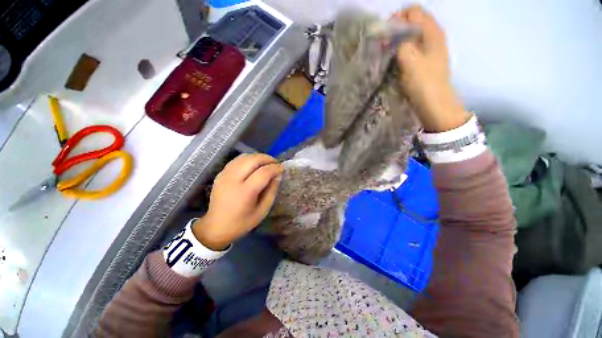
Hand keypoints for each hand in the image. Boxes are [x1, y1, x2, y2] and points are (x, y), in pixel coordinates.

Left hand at [192, 153, 283, 249]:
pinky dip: (248, 159)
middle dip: (267, 158)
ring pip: (244, 157)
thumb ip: (271, 191)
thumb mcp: (262, 211)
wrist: (215, 227)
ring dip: (258, 157)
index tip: (282, 168)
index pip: (263, 172)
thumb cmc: (242, 222)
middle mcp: (233, 180)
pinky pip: (236, 160)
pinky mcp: (220, 174)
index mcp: (245, 192)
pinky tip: (253, 165)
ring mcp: (224, 175)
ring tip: (266, 163)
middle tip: (275, 163)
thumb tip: (277, 175)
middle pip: (253, 160)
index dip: (275, 168)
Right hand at [393, 6, 470, 131]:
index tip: (386, 33)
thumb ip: (400, 41)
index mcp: (432, 31)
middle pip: (413, 22)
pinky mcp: (426, 60)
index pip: (414, 11)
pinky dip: (403, 50)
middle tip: (385, 44)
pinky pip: (413, 48)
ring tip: (388, 53)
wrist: (434, 103)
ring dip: (399, 41)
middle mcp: (433, 35)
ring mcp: (431, 48)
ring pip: (412, 36)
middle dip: (397, 29)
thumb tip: (390, 31)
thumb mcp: (409, 59)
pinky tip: (396, 60)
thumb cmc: (422, 82)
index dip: (398, 18)